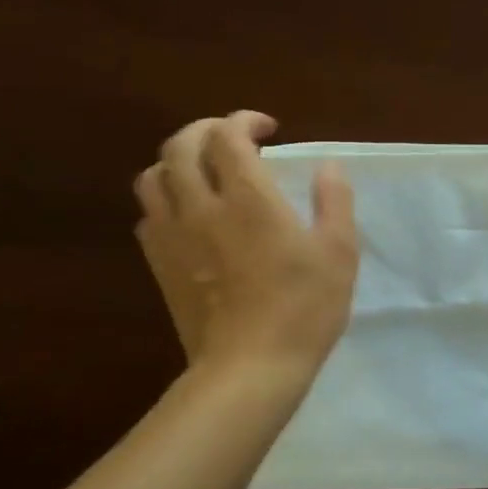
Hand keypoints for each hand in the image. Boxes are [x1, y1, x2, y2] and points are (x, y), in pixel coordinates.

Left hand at [134, 111, 358, 387]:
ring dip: (178, 160)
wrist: (249, 367)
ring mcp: (173, 236)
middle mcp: (201, 207)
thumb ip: (334, 200)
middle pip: (180, 146)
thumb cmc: (305, 307)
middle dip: (205, 129)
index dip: (244, 121)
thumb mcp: (339, 251)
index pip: (228, 136)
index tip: (269, 129)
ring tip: (206, 170)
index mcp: (248, 199)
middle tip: (234, 138)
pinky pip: (148, 214)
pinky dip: (166, 197)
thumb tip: (327, 165)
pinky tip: (190, 213)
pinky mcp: (159, 264)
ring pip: (153, 176)